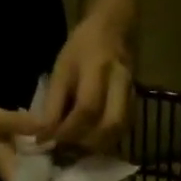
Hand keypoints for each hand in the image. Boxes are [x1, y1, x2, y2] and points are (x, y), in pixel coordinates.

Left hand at [37, 13, 130, 151]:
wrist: (114, 31)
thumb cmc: (82, 49)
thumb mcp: (61, 69)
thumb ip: (53, 104)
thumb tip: (43, 137)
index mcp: (98, 66)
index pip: (86, 107)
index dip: (68, 129)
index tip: (49, 141)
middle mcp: (120, 82)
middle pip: (110, 124)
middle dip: (86, 143)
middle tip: (67, 149)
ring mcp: (132, 95)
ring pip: (119, 131)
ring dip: (98, 146)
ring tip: (78, 149)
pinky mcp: (136, 106)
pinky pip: (123, 132)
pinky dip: (106, 142)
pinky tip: (92, 143)